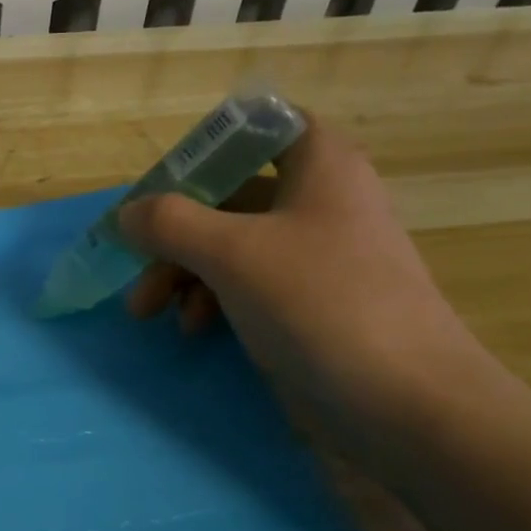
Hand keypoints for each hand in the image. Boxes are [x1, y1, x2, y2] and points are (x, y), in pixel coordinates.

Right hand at [118, 115, 481, 469]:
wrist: (402, 401)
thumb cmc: (319, 303)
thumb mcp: (232, 253)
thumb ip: (170, 223)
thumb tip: (128, 214)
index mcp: (318, 166)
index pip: (258, 128)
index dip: (208, 149)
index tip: (163, 186)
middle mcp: (319, 202)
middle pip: (230, 196)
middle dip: (174, 233)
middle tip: (134, 270)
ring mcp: (316, 257)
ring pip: (231, 245)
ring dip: (183, 273)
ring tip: (149, 312)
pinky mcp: (309, 304)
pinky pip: (247, 285)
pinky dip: (213, 300)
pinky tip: (194, 329)